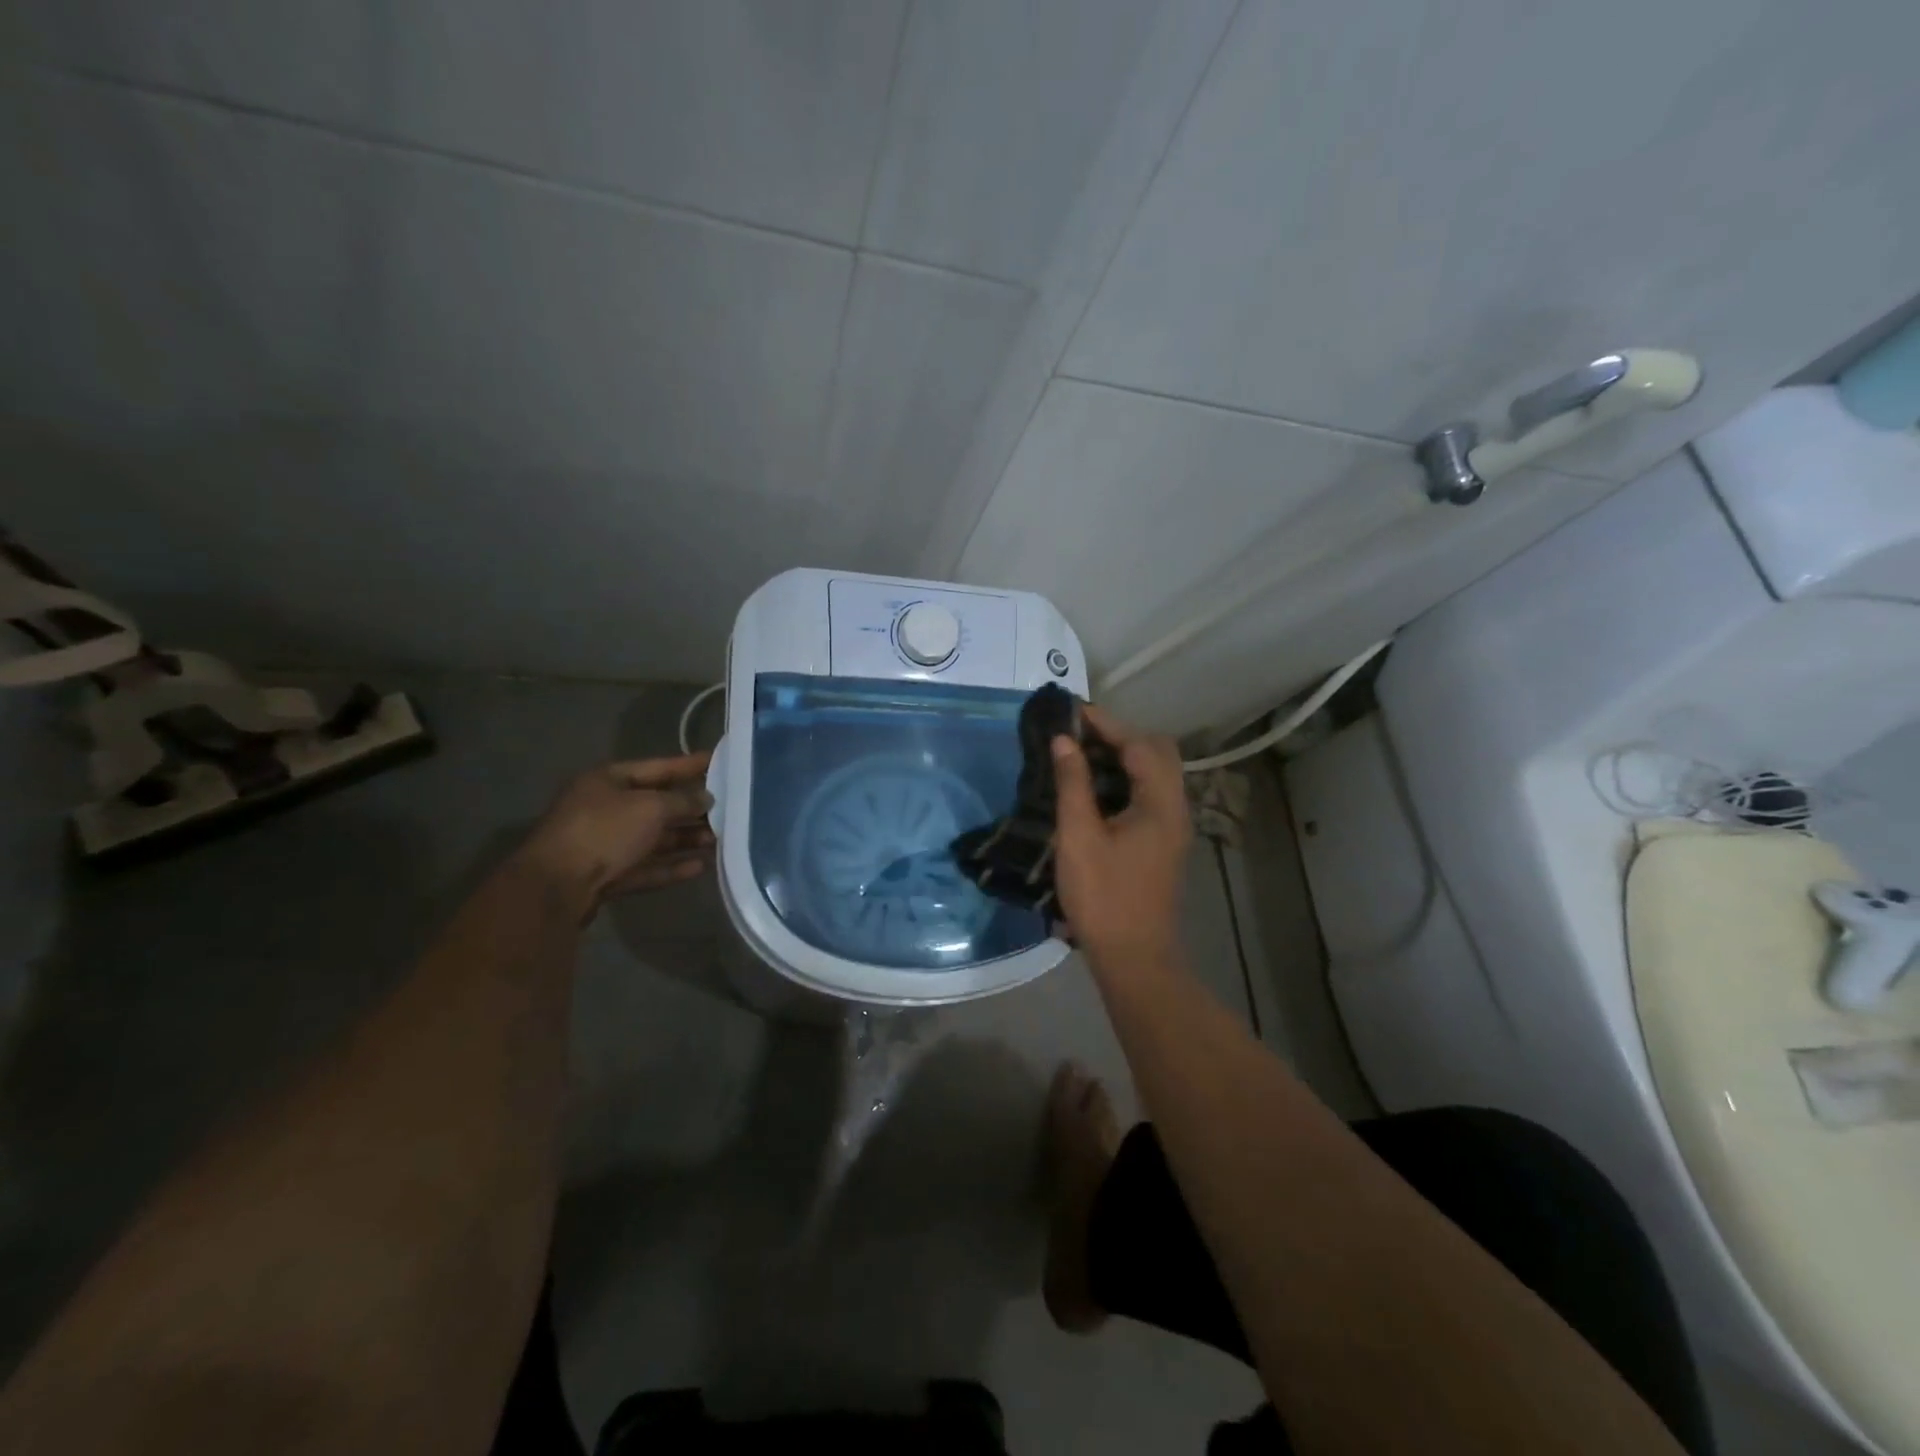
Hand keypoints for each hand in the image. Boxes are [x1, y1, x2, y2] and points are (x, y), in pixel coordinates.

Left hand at [520, 754, 714, 913]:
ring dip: (685, 839)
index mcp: (607, 780)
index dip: (688, 765)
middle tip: (727, 810)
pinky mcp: (606, 875)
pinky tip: (699, 867)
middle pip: (656, 805)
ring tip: (719, 841)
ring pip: (652, 838)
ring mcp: (603, 843)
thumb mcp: (650, 807)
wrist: (555, 887)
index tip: (719, 762)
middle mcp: (604, 808)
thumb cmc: (604, 831)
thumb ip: (683, 800)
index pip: (657, 767)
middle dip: (690, 809)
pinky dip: (671, 866)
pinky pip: (645, 866)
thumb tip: (706, 798)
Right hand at [1050, 707, 1191, 976]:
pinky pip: (1149, 794)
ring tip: (1081, 755)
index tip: (1072, 711)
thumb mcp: (1079, 836)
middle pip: (1158, 753)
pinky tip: (1095, 790)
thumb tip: (1064, 741)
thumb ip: (1072, 783)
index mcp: (1160, 802)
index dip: (1106, 724)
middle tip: (1079, 735)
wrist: (1134, 958)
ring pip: (1155, 774)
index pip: (1139, 744)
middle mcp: (1175, 808)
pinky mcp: (1163, 843)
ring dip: (1123, 758)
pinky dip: (1125, 780)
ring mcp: (1173, 827)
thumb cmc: (1104, 896)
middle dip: (1120, 736)